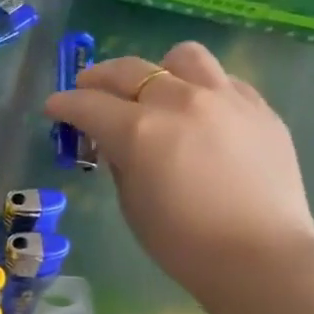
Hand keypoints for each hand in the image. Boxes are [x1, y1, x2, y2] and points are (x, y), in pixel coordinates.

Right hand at [44, 42, 313, 309]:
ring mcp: (225, 98)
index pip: (88, 104)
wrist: (259, 255)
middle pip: (130, 70)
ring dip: (157, 71)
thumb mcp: (132, 204)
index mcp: (140, 131)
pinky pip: (223, 80)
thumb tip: (117, 142)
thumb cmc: (182, 242)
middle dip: (99, 78)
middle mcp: (180, 101)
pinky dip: (200, 89)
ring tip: (154, 93)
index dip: (64, 105)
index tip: (53, 107)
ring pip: (182, 58)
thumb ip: (120, 162)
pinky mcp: (259, 107)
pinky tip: (199, 115)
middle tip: (88, 91)